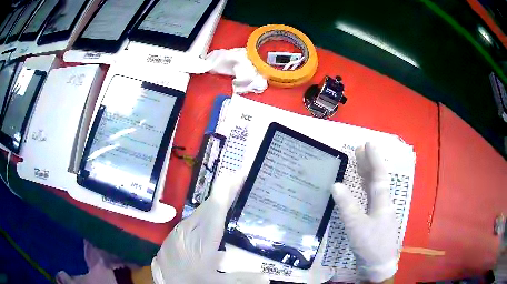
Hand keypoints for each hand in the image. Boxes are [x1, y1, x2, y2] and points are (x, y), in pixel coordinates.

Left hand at [151, 173, 268, 283]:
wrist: (165, 283)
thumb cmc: (192, 281)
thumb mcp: (218, 283)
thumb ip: (243, 278)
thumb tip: (266, 278)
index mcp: (203, 241)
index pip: (216, 210)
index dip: (226, 191)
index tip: (236, 174)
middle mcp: (190, 230)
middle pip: (208, 205)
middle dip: (224, 190)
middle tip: (239, 179)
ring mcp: (179, 230)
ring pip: (199, 210)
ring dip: (215, 201)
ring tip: (229, 192)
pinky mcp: (174, 232)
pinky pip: (192, 217)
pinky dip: (204, 211)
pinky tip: (210, 214)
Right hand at [331, 143, 398, 282]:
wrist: (378, 264)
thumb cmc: (371, 244)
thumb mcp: (357, 226)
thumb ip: (347, 205)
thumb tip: (336, 184)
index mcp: (382, 201)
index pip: (379, 174)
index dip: (374, 158)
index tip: (368, 143)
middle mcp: (383, 202)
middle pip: (377, 178)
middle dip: (369, 163)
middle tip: (358, 150)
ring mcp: (380, 211)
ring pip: (374, 187)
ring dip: (366, 174)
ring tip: (357, 163)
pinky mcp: (374, 219)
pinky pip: (370, 197)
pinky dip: (364, 188)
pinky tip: (358, 188)